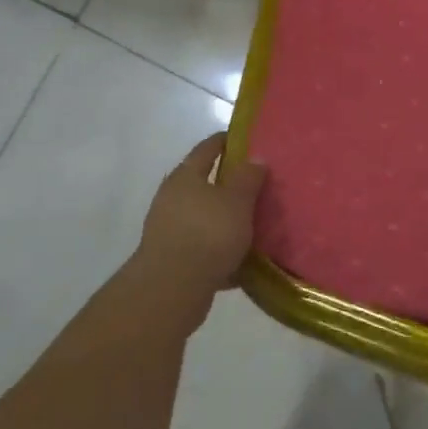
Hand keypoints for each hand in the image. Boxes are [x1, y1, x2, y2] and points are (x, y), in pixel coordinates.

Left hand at [132, 134, 267, 309]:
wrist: (171, 290)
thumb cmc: (207, 234)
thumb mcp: (237, 201)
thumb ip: (248, 178)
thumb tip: (255, 157)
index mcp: (185, 177)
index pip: (207, 149)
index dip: (226, 141)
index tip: (247, 139)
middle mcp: (172, 199)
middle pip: (204, 184)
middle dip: (229, 184)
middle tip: (258, 184)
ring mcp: (169, 230)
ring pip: (204, 217)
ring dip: (225, 219)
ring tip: (254, 223)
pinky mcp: (173, 260)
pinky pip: (204, 248)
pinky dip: (221, 250)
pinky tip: (243, 260)